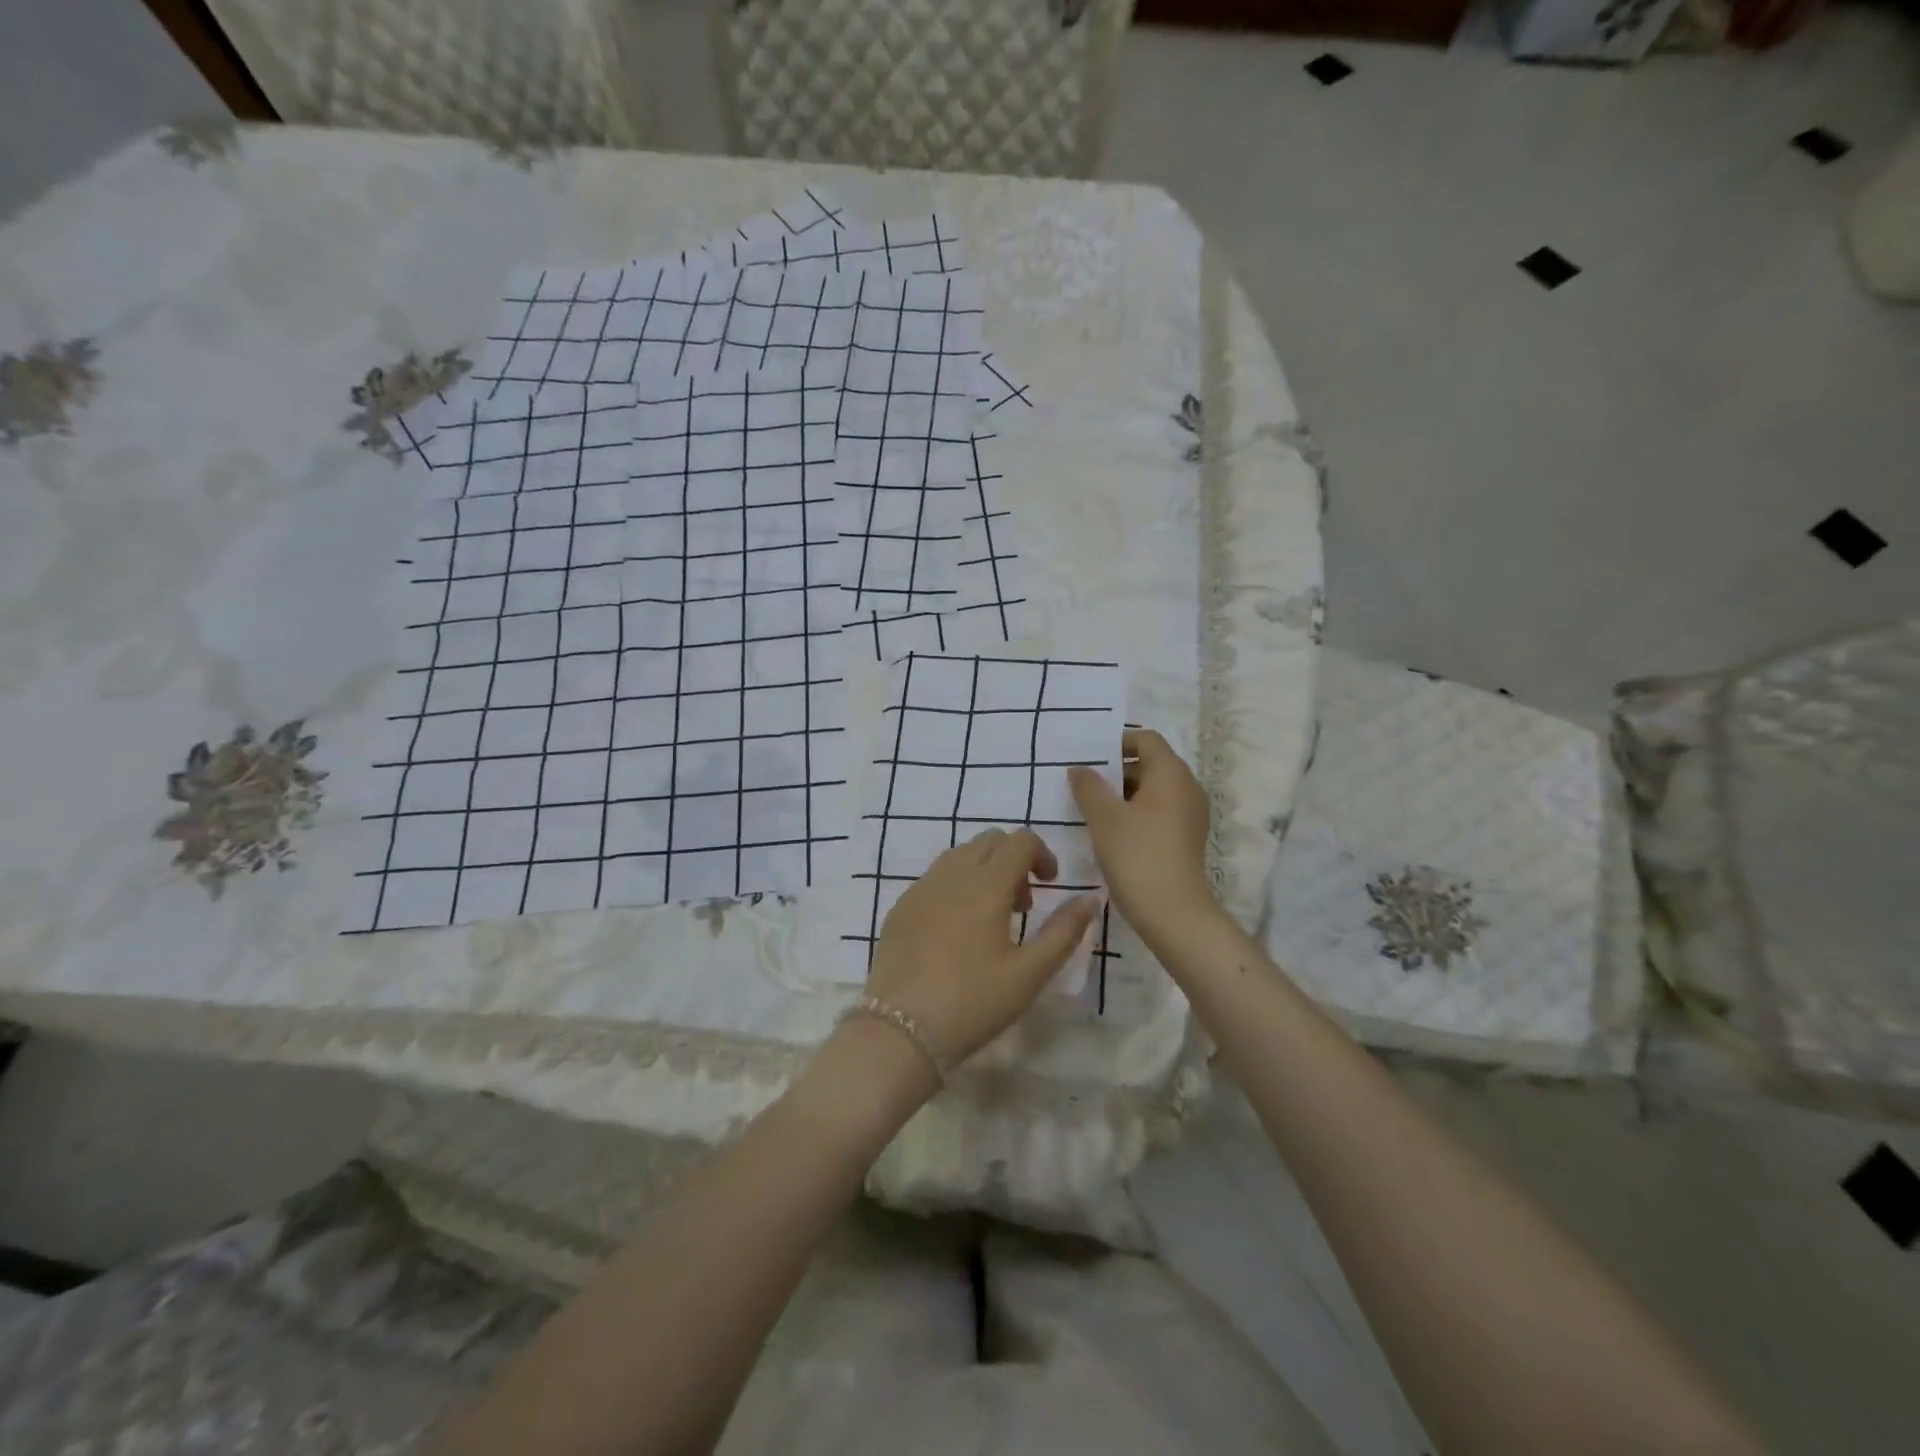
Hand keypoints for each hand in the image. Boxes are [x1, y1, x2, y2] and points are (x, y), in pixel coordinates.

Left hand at [867, 829, 1101, 1068]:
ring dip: (983, 871)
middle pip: (989, 841)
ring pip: (959, 856)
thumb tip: (1090, 898)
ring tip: (991, 918)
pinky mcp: (900, 908)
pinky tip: (956, 932)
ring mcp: (920, 888)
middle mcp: (951, 874)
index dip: (1042, 854)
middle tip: (1022, 906)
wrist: (900, 1031)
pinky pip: (934, 878)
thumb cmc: (974, 1002)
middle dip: (1013, 860)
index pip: (1020, 840)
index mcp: (986, 884)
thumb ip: (1064, 931)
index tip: (1050, 886)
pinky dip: (955, 886)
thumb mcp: (1030, 972)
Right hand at [1069, 729, 1219, 941]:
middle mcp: (1187, 787)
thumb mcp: (1104, 818)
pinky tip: (1111, 832)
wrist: (1173, 913)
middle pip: (1150, 763)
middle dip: (1116, 770)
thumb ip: (1088, 787)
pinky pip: (1159, 811)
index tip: (1089, 759)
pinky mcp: (1187, 837)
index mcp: (1171, 773)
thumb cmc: (1137, 855)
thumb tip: (1080, 769)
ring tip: (1092, 809)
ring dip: (1123, 794)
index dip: (1117, 742)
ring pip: (1153, 790)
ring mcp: (1190, 814)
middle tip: (1083, 785)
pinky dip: (1136, 813)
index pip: (1146, 739)